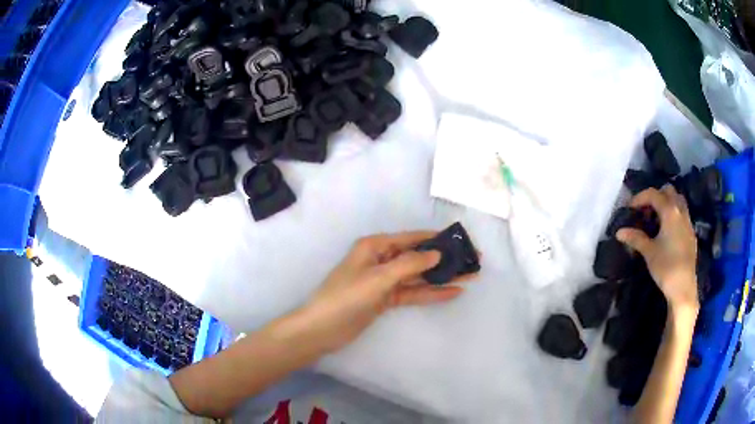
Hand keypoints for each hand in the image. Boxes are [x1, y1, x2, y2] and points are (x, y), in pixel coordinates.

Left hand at [298, 231, 475, 352]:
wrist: (322, 329)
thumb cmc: (346, 297)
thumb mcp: (378, 278)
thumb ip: (409, 264)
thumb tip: (436, 254)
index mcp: (375, 246)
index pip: (412, 238)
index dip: (437, 239)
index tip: (461, 239)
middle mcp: (381, 259)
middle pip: (418, 257)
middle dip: (444, 259)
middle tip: (472, 260)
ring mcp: (384, 281)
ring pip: (418, 276)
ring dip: (442, 276)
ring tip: (470, 276)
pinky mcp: (386, 299)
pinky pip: (412, 292)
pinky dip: (431, 293)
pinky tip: (452, 292)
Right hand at [616, 186, 698, 311]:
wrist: (683, 287)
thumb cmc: (666, 267)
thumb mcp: (649, 252)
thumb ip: (635, 238)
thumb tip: (619, 232)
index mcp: (670, 211)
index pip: (653, 194)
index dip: (640, 198)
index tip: (630, 208)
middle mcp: (680, 211)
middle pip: (668, 191)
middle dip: (656, 196)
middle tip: (646, 211)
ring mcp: (688, 222)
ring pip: (678, 201)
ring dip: (667, 204)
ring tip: (657, 219)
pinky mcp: (691, 233)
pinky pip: (682, 214)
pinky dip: (674, 215)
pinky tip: (667, 232)